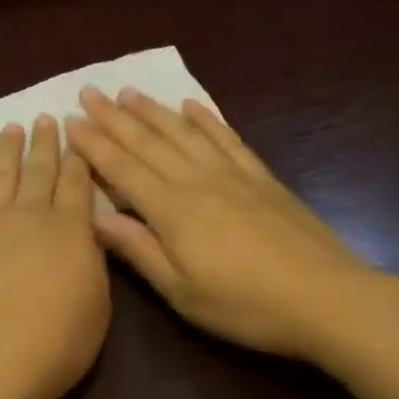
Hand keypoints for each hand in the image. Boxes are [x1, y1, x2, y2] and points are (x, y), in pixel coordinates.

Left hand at [0, 116, 111, 398]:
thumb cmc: (56, 342)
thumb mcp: (98, 303)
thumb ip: (92, 259)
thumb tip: (86, 232)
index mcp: (69, 227)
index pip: (77, 180)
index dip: (79, 155)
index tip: (79, 134)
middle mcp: (29, 214)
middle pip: (38, 168)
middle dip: (44, 141)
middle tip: (45, 117)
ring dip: (7, 149)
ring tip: (11, 128)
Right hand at [66, 87, 398, 366]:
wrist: (327, 298)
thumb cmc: (247, 306)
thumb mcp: (183, 293)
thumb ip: (138, 250)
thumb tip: (94, 217)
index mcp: (172, 209)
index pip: (122, 168)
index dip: (94, 144)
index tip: (71, 120)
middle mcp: (197, 180)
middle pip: (148, 141)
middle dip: (115, 116)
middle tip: (90, 92)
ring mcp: (232, 174)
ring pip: (183, 132)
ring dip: (153, 110)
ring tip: (129, 92)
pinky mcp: (261, 177)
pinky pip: (226, 137)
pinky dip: (206, 118)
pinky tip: (192, 106)